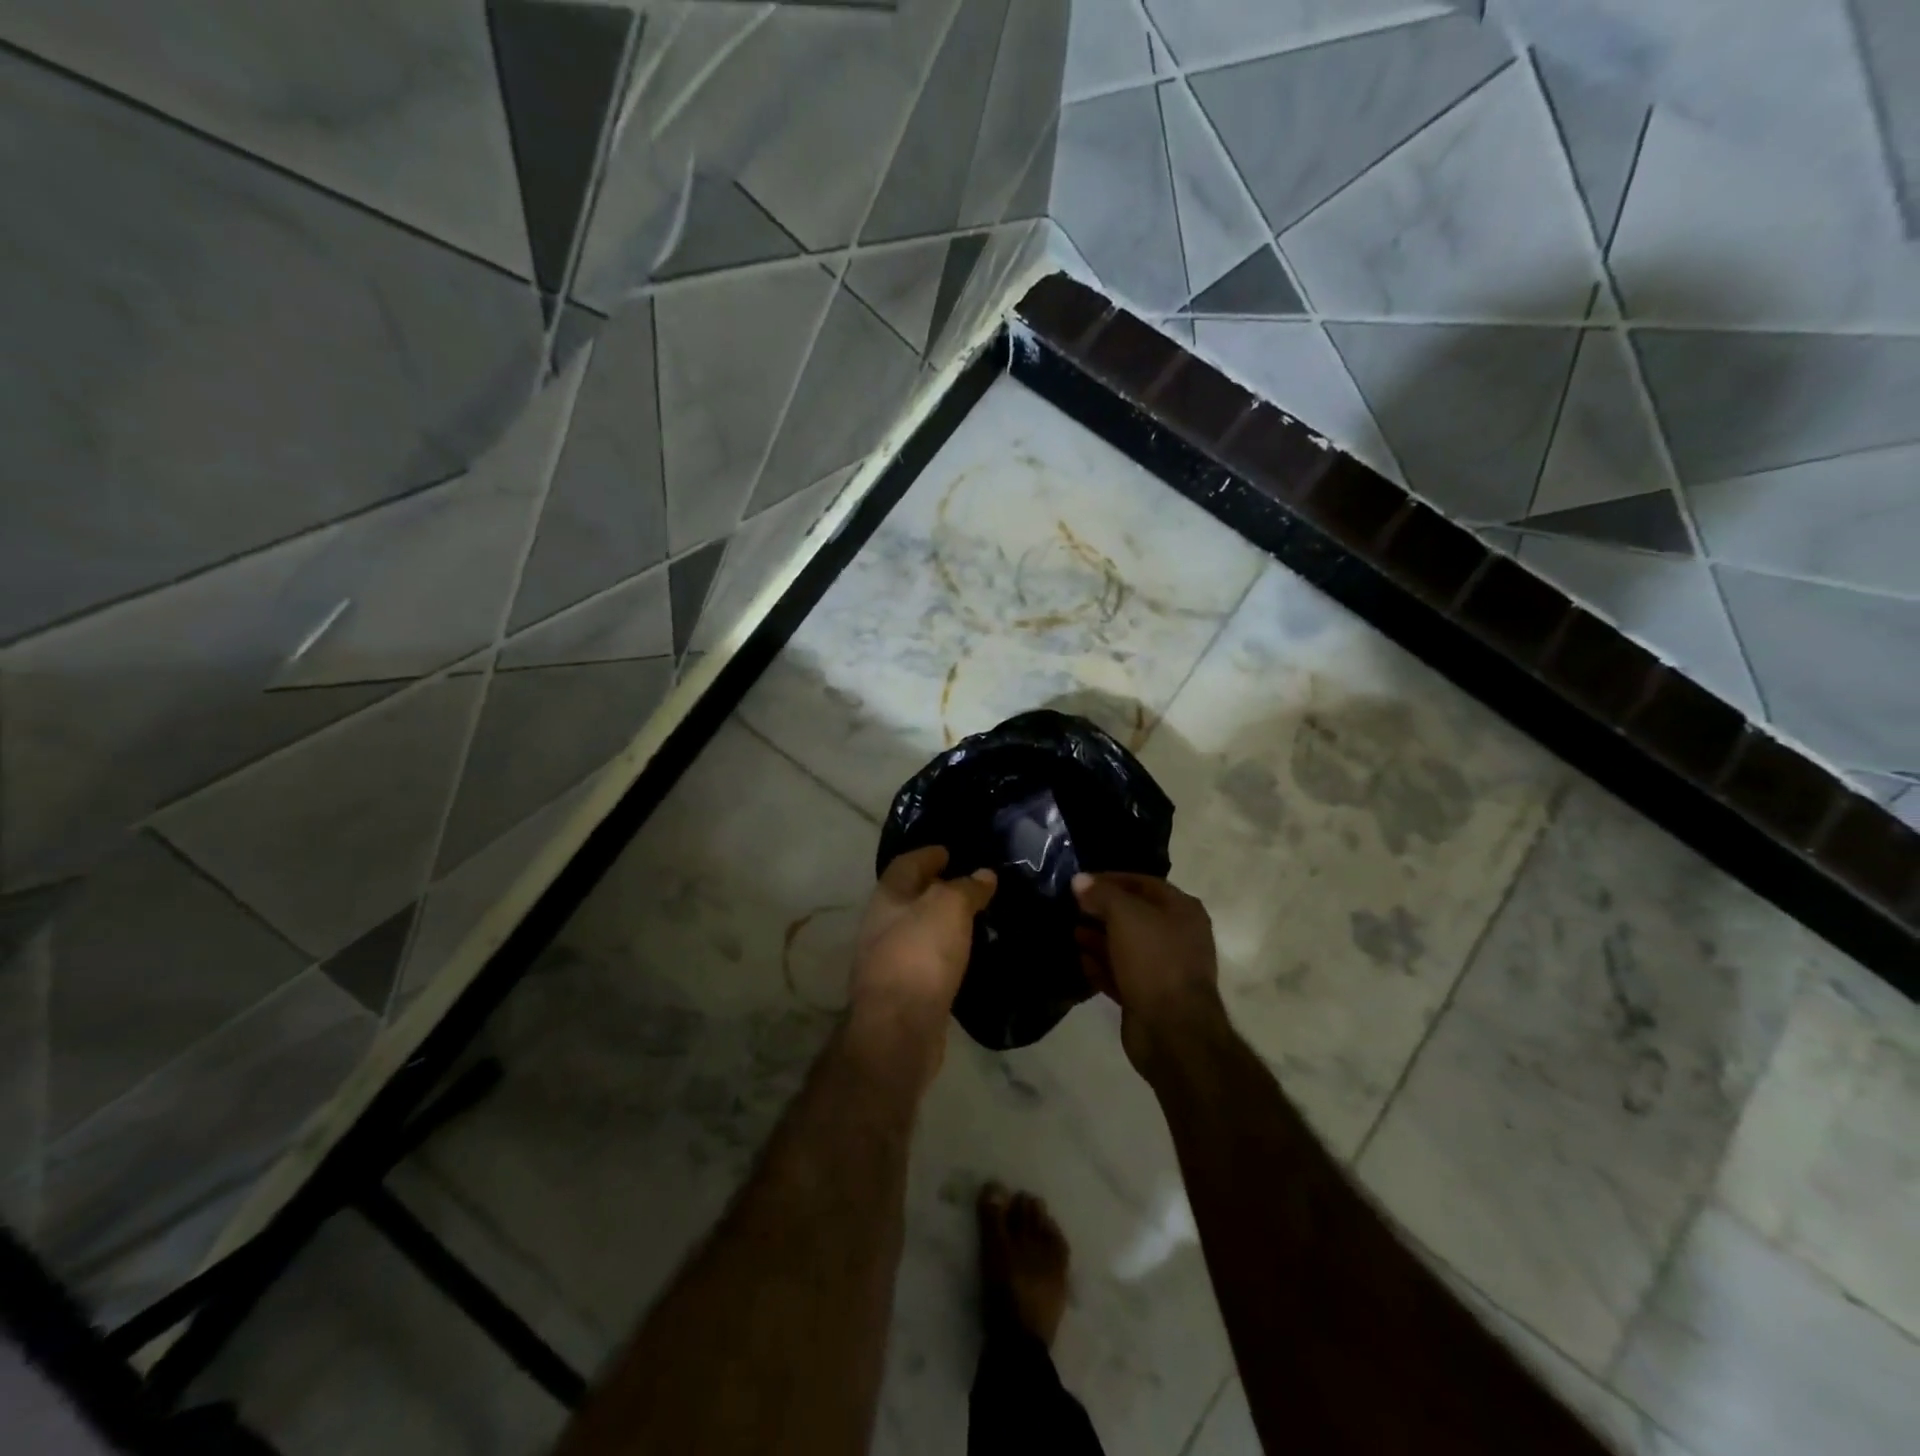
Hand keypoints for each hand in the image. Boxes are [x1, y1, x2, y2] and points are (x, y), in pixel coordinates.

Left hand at [850, 846, 995, 1077]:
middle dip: (935, 888)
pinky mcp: (903, 991)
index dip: (928, 854)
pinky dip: (944, 951)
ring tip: (974, 918)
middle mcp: (882, 924)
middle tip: (969, 884)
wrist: (899, 1028)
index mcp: (888, 897)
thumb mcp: (949, 907)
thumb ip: (967, 888)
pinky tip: (965, 954)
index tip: (950, 851)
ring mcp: (889, 960)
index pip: (906, 864)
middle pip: (909, 897)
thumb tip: (984, 875)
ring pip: (918, 929)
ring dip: (941, 921)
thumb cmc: (920, 954)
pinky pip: (926, 960)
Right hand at [1073, 872, 1227, 1077]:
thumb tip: (1080, 880)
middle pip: (1134, 915)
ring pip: (1126, 946)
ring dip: (1099, 938)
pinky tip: (1080, 960)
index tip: (1080, 882)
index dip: (1111, 879)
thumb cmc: (1154, 961)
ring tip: (1071, 932)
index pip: (1143, 883)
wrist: (1173, 1031)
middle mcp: (1177, 936)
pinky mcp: (1149, 996)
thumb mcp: (1126, 916)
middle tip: (1071, 907)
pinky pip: (1122, 974)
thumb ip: (1102, 894)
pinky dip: (1102, 966)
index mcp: (1182, 911)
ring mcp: (1164, 969)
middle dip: (1102, 910)